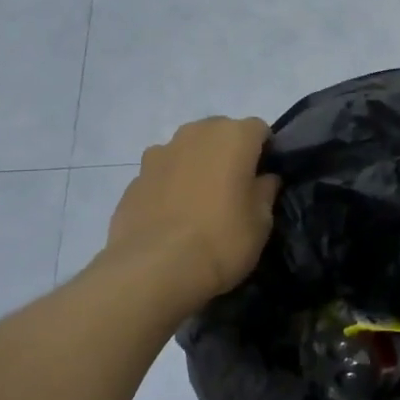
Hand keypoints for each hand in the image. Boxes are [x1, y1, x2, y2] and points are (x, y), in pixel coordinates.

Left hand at [102, 116, 279, 314]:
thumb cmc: (221, 241)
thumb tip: (263, 179)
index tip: (265, 179)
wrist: (154, 269)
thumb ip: (265, 192)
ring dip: (197, 166)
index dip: (265, 152)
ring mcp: (159, 152)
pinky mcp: (135, 177)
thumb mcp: (261, 223)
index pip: (259, 129)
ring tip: (200, 203)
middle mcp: (195, 133)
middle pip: (220, 133)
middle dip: (229, 153)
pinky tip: (172, 217)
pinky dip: (170, 185)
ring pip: (188, 150)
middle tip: (234, 189)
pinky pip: (163, 173)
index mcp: (233, 137)